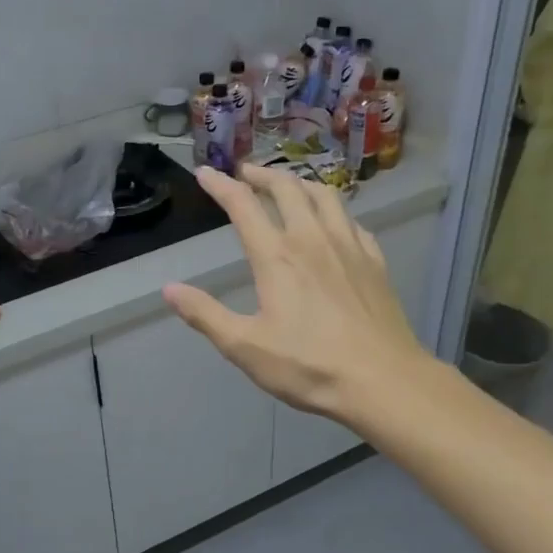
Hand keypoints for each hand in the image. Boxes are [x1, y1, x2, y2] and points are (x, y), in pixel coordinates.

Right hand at [163, 164, 434, 427]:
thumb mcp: (245, 346)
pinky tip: (333, 222)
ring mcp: (349, 246)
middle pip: (287, 188)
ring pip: (325, 195)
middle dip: (262, 174)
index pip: (243, 206)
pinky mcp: (375, 261)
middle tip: (245, 172)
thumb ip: (205, 315)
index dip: (221, 185)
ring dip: (300, 182)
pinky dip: (334, 210)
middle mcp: (312, 239)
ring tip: (287, 185)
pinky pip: (352, 220)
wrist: (383, 381)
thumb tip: (169, 289)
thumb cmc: (309, 366)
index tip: (205, 172)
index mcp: (277, 256)